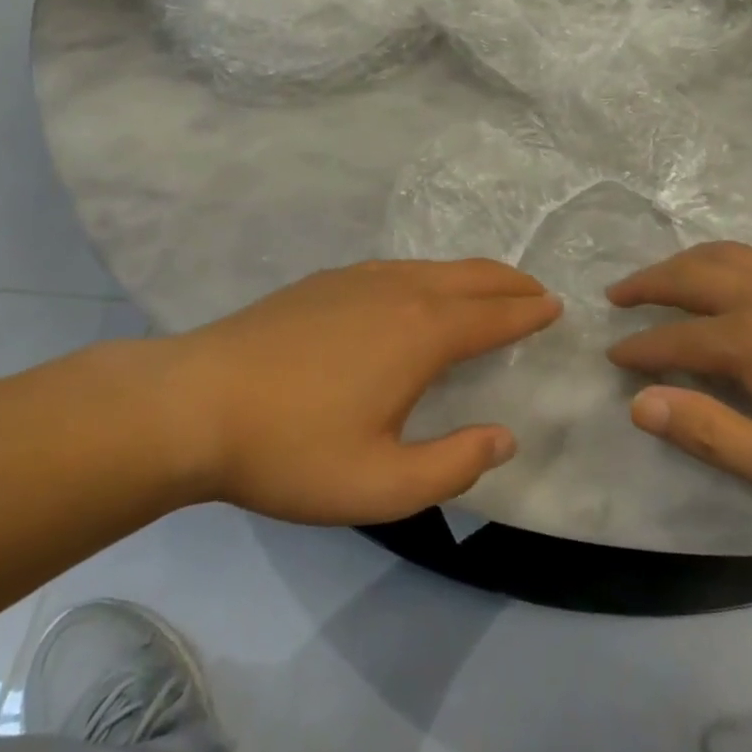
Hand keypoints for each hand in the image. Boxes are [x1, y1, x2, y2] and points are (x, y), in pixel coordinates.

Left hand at [164, 260, 560, 524]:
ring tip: (489, 288)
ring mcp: (361, 278)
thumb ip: (453, 463)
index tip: (554, 307)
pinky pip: (400, 268)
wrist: (197, 401)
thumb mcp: (380, 484)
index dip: (528, 312)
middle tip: (535, 290)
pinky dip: (432, 274)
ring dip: (473, 275)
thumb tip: (505, 435)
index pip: (493, 316)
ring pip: (435, 267)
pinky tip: (419, 290)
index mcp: (422, 333)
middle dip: (510, 282)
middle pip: (472, 277)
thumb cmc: (293, 448)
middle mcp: (401, 291)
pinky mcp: (328, 280)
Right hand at [606, 241, 751, 532]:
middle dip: (648, 284)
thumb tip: (641, 404)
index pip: (676, 339)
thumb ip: (711, 432)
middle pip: (692, 276)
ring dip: (687, 261)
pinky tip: (748, 268)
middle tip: (617, 295)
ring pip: (729, 254)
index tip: (613, 357)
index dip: (640, 349)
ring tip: (665, 275)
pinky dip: (745, 255)